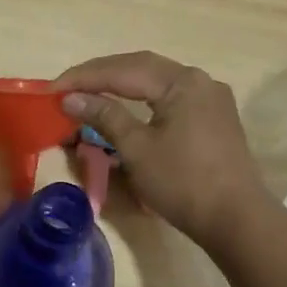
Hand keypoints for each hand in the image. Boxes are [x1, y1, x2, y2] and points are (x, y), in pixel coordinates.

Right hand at [52, 51, 268, 248]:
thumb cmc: (183, 182)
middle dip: (100, 75)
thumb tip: (71, 99)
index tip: (51, 89)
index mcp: (182, 82)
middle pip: (141, 67)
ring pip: (156, 81)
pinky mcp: (213, 118)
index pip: (123, 70)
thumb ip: (104, 117)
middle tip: (66, 87)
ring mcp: (210, 99)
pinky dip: (142, 98)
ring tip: (89, 93)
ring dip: (121, 84)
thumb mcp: (137, 149)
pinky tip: (125, 106)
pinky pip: (170, 97)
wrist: (235, 219)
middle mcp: (199, 80)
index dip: (84, 77)